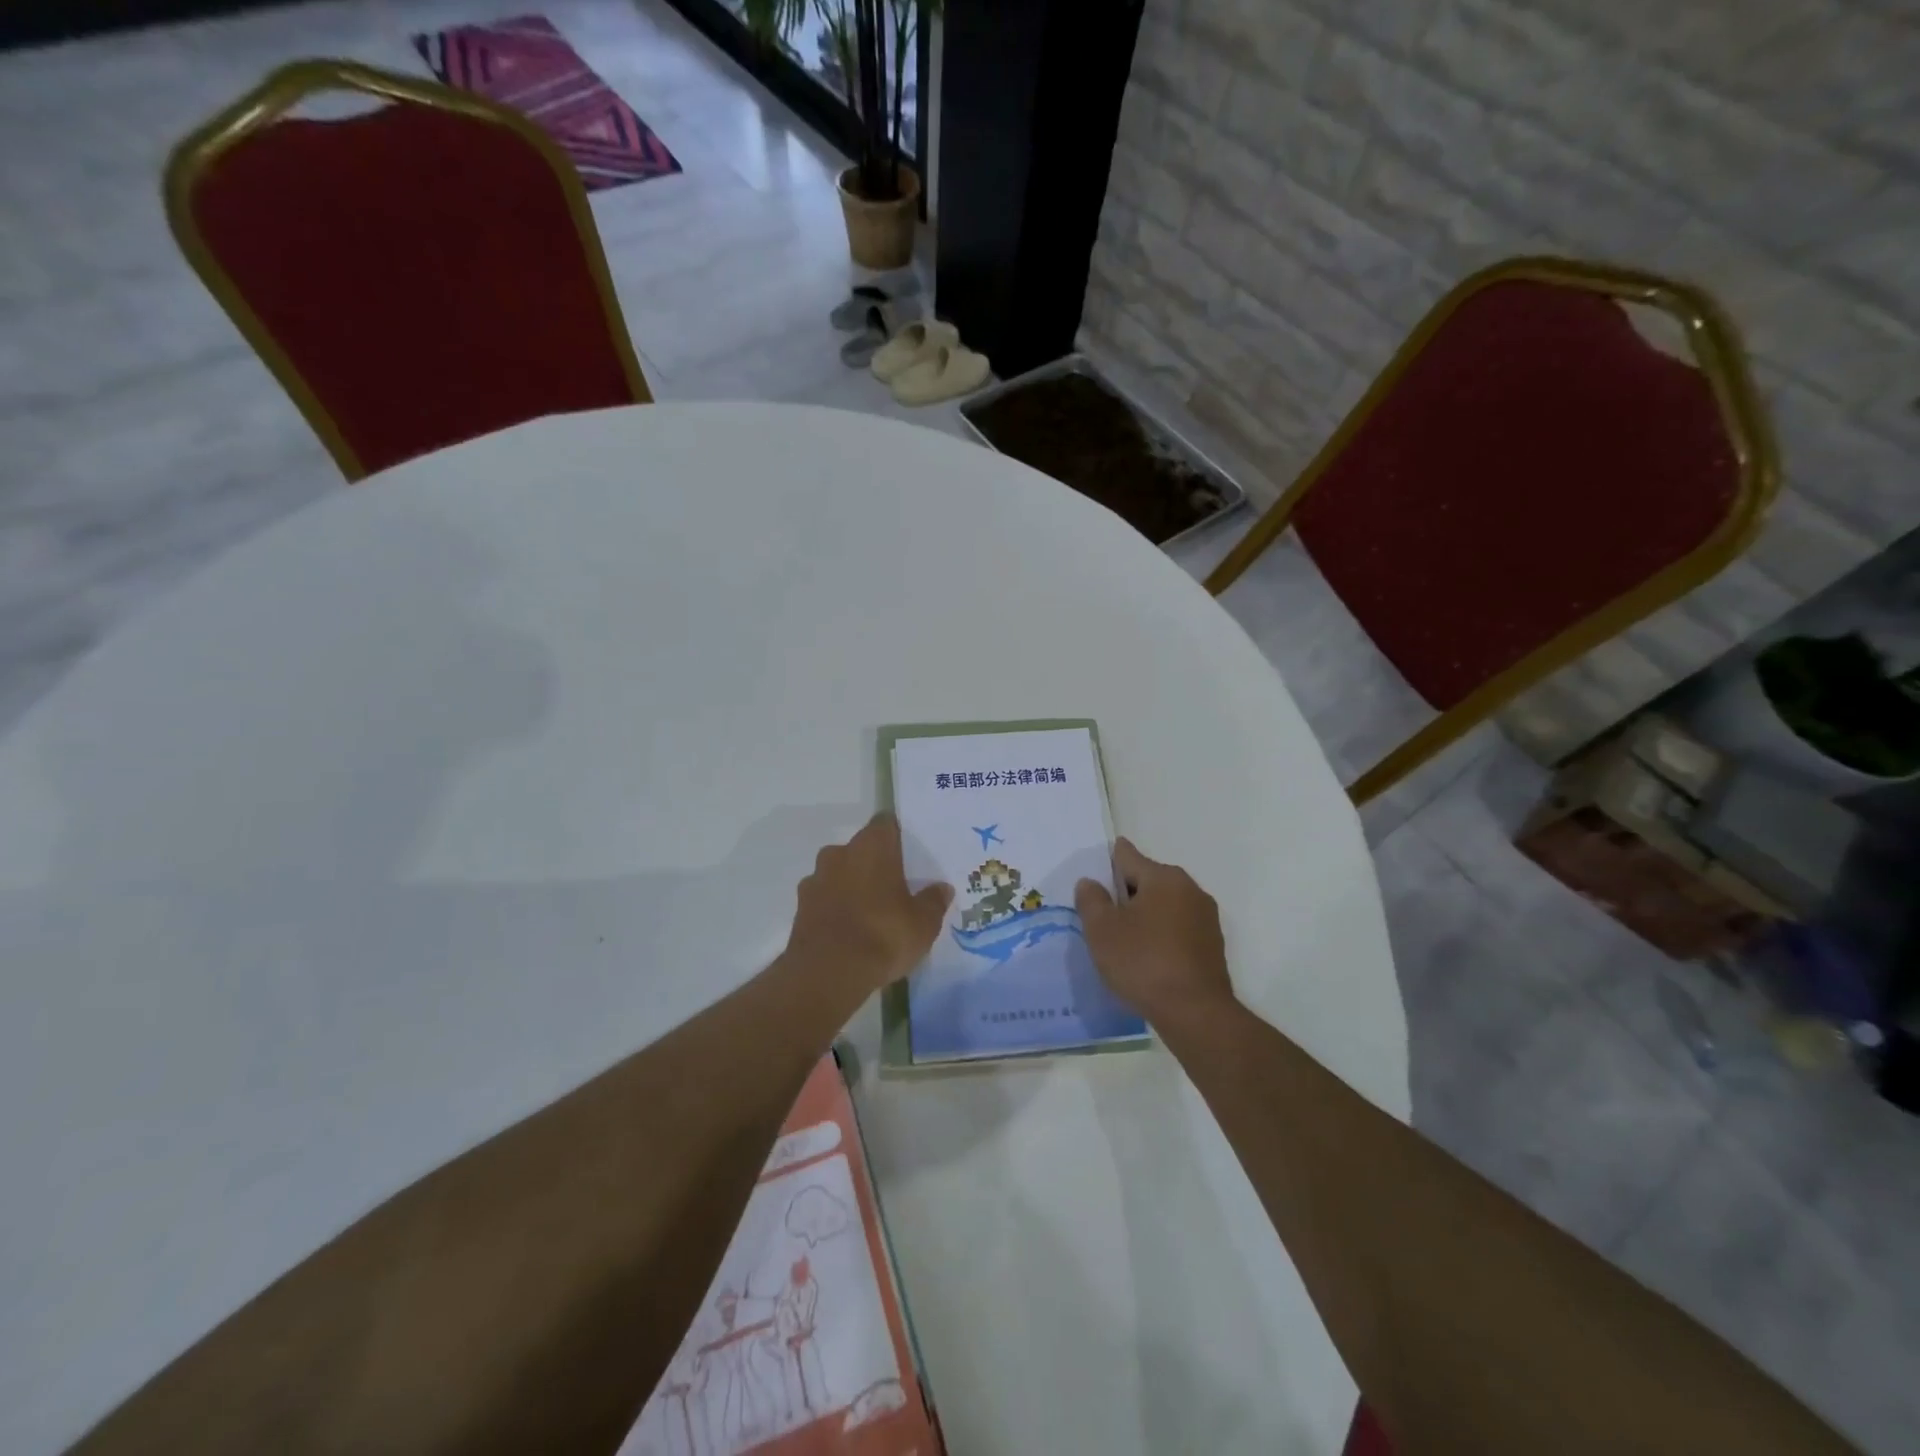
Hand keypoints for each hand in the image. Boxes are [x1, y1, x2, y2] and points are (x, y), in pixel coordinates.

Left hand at [784, 814, 952, 998]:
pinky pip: (825, 898)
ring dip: (853, 886)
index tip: (911, 854)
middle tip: (896, 887)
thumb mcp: (923, 923)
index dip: (899, 836)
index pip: (887, 823)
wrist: (827, 974)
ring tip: (872, 912)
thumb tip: (942, 888)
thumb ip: (934, 901)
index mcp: (872, 846)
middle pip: (862, 849)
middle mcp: (839, 853)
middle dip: (876, 864)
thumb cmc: (883, 935)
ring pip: (840, 873)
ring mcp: (816, 879)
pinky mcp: (801, 907)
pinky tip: (851, 930)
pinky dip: (836, 908)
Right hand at [1075, 838, 1235, 1032]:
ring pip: (1164, 906)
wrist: (1195, 1013)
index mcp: (1164, 877)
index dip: (1106, 862)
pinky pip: (1178, 929)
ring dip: (1144, 915)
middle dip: (1125, 893)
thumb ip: (1091, 900)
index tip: (1093, 873)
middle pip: (1148, 880)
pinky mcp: (1212, 945)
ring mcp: (1206, 918)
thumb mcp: (1102, 930)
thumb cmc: (1143, 962)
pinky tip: (1146, 957)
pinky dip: (1160, 935)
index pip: (1127, 856)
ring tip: (1122, 939)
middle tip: (1101, 914)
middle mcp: (1190, 889)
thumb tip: (1090, 883)